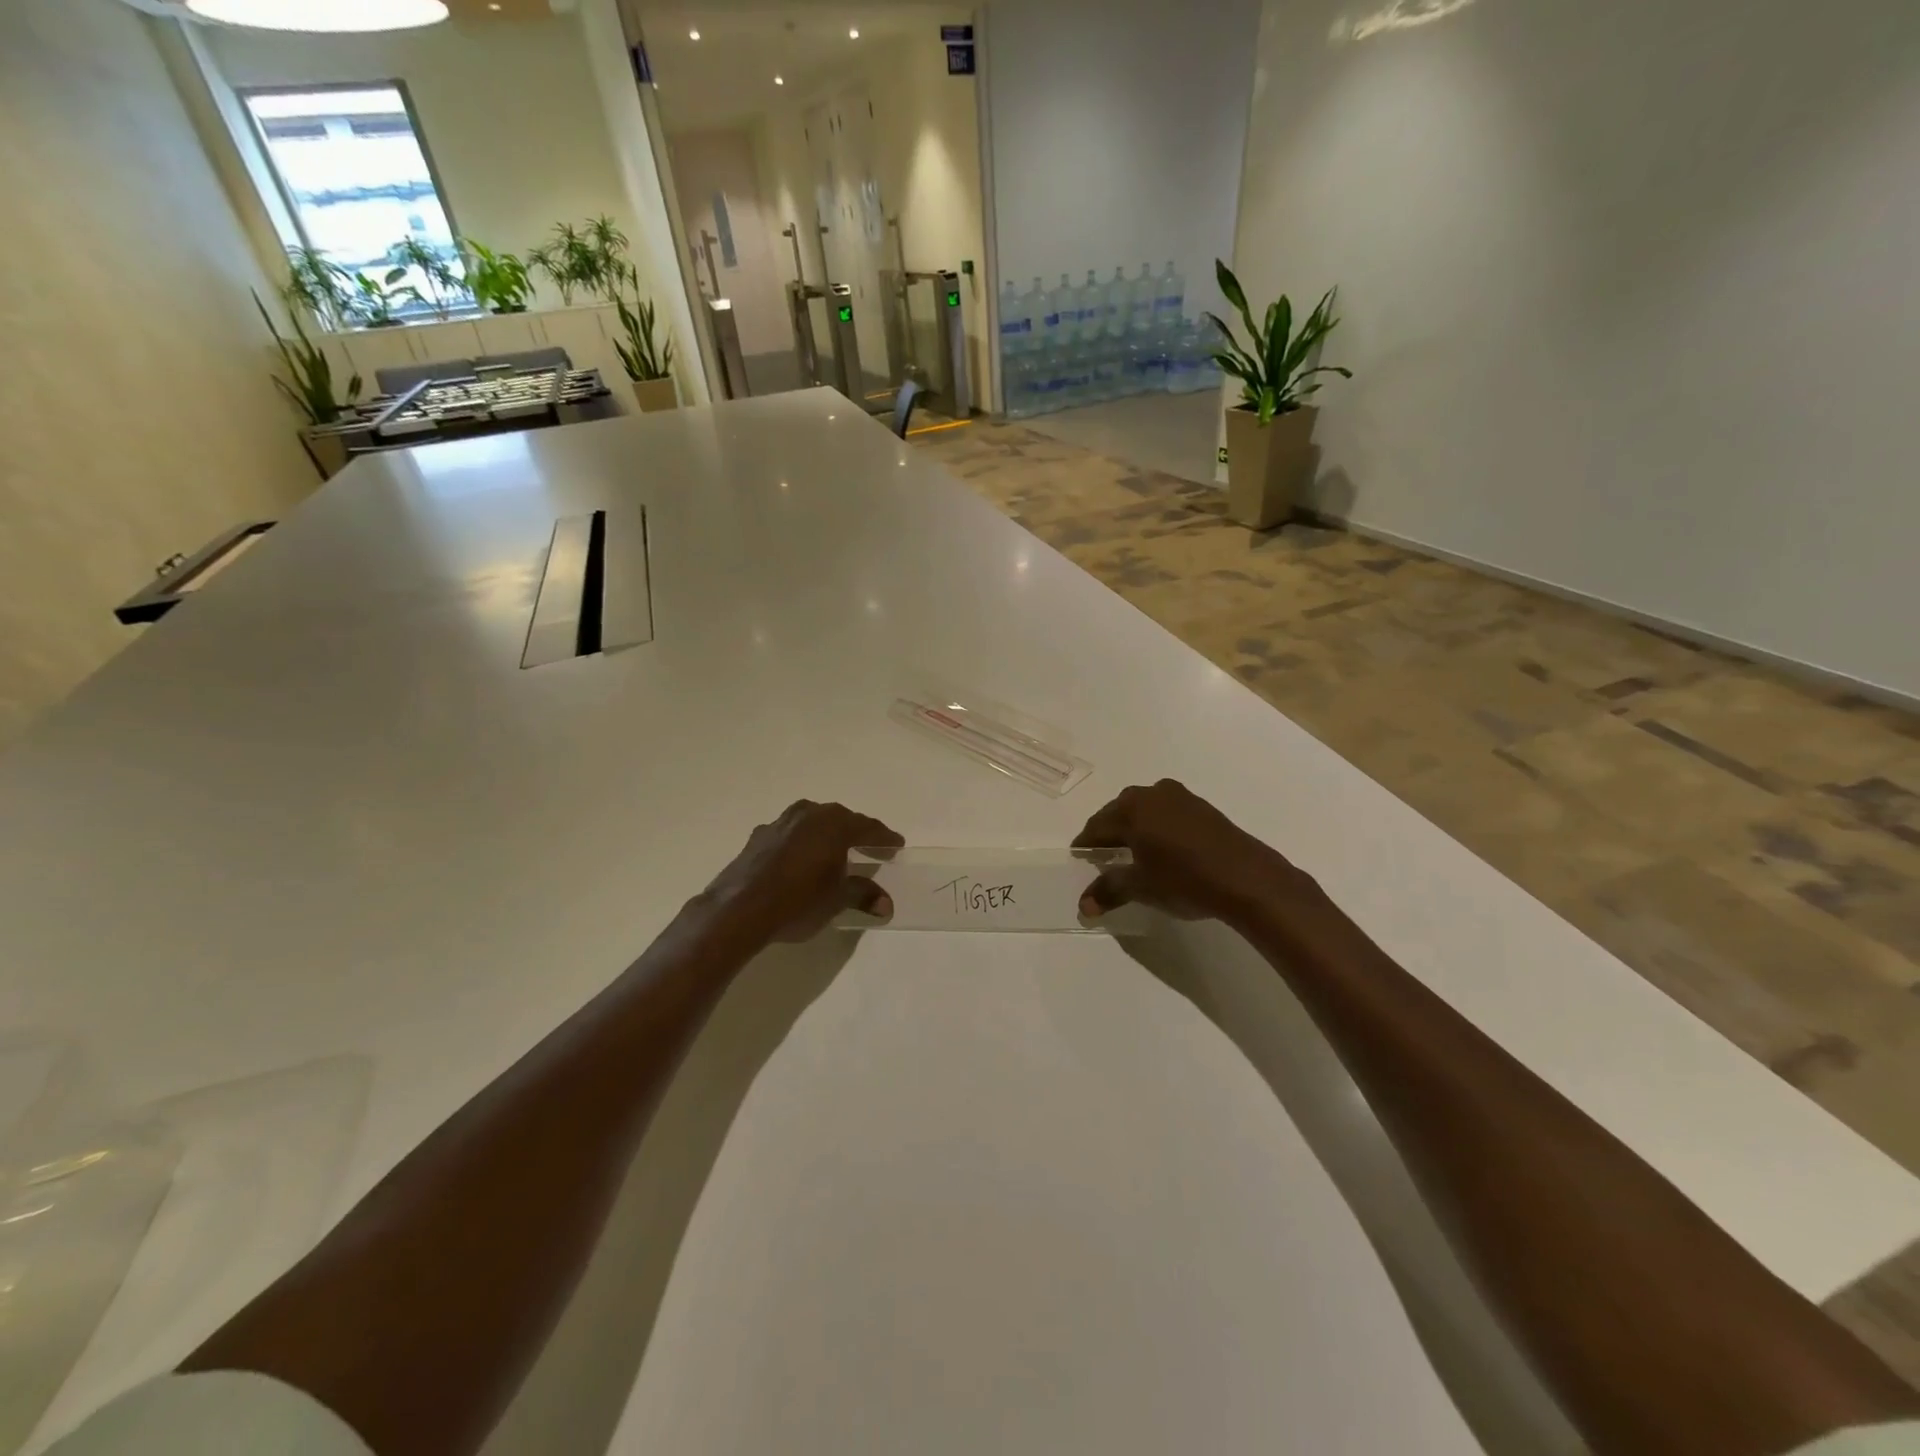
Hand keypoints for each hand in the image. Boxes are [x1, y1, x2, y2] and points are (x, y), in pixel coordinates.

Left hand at [702, 800, 904, 942]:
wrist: (740, 909)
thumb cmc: (799, 901)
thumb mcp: (837, 900)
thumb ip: (863, 895)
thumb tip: (886, 904)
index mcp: (836, 825)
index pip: (869, 828)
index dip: (885, 838)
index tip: (897, 845)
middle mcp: (811, 814)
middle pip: (842, 820)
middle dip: (857, 833)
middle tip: (870, 848)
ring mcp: (782, 822)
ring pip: (814, 822)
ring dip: (826, 835)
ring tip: (834, 852)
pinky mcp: (759, 835)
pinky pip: (791, 833)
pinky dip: (802, 843)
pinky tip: (799, 860)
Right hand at [1072, 779, 1308, 924]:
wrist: (1247, 878)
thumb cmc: (1184, 880)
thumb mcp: (1141, 887)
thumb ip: (1109, 890)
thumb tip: (1083, 906)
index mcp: (1131, 809)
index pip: (1096, 826)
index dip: (1086, 844)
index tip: (1079, 858)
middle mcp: (1152, 794)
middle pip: (1119, 813)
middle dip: (1109, 833)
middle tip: (1103, 856)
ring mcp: (1180, 797)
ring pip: (1144, 810)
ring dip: (1134, 828)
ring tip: (1133, 853)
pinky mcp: (1202, 807)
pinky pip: (1166, 813)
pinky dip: (1157, 827)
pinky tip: (1162, 848)